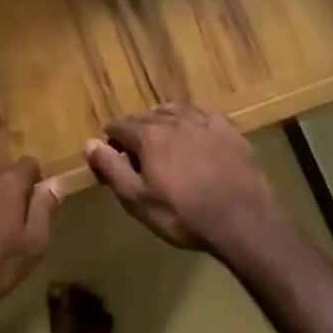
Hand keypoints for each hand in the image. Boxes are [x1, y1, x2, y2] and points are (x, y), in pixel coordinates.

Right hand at [85, 104, 288, 261]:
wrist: (242, 221)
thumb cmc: (183, 215)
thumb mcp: (138, 200)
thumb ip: (112, 169)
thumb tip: (91, 143)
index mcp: (148, 136)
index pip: (119, 125)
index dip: (113, 140)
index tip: (115, 157)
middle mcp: (174, 120)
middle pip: (145, 117)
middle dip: (137, 132)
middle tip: (140, 155)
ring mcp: (204, 121)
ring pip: (174, 111)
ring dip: (163, 122)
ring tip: (166, 142)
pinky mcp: (229, 129)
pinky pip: (204, 113)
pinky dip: (193, 119)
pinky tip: (195, 132)